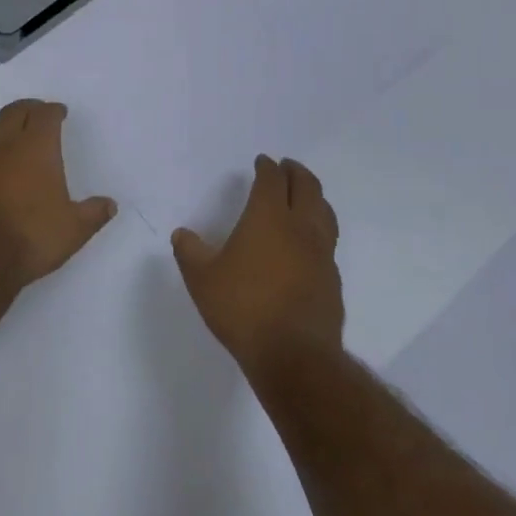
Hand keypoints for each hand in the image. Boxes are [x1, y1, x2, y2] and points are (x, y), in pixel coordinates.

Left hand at [0, 99, 117, 291]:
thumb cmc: (29, 236)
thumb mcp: (73, 230)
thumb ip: (92, 214)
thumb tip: (109, 205)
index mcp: (35, 148)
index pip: (44, 116)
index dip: (53, 111)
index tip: (59, 112)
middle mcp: (1, 146)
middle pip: (12, 113)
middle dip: (27, 110)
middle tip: (36, 114)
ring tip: (8, 134)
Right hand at [173, 155, 343, 382]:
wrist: (293, 353)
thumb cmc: (242, 308)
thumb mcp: (202, 279)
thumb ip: (190, 252)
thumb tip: (182, 234)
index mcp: (268, 218)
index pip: (272, 181)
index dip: (267, 168)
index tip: (263, 162)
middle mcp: (300, 227)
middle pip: (307, 187)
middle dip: (296, 172)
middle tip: (288, 167)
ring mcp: (322, 252)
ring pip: (324, 211)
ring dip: (314, 196)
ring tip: (306, 195)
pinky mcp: (332, 277)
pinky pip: (328, 240)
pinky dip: (319, 227)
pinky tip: (310, 241)